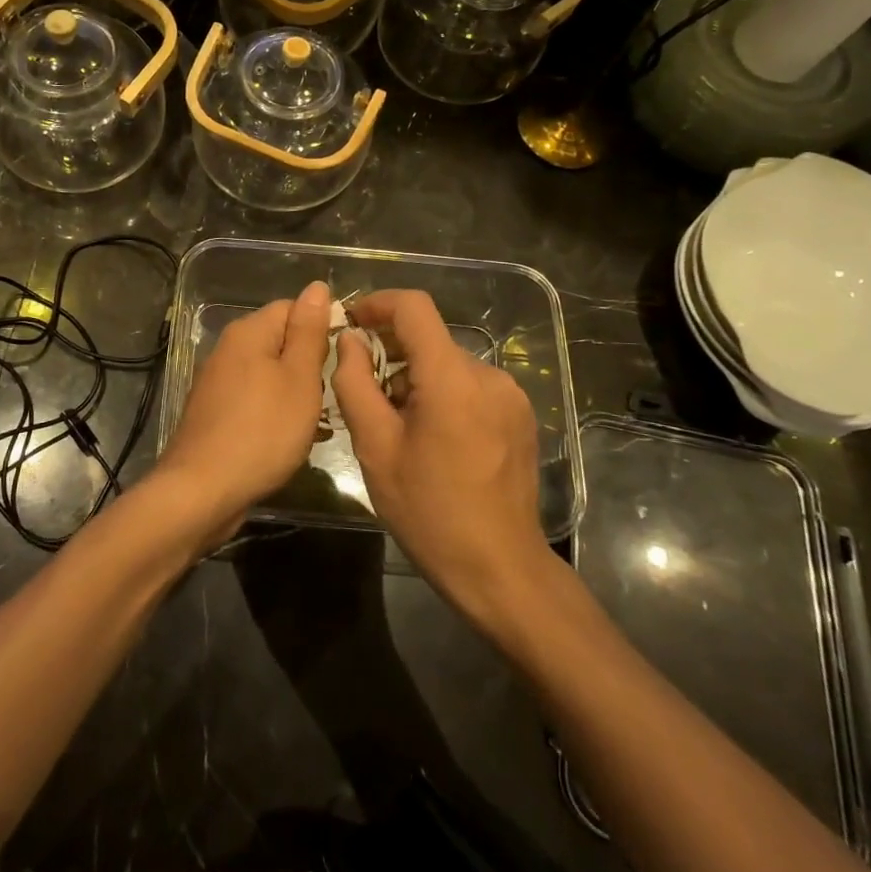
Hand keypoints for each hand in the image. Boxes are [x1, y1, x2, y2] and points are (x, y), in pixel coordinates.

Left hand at [154, 280, 330, 539]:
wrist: (202, 490)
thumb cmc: (262, 431)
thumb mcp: (299, 378)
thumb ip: (309, 332)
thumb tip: (316, 286)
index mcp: (248, 332)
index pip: (292, 307)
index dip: (321, 327)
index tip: (341, 360)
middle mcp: (228, 349)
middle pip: (280, 341)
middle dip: (309, 365)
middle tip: (329, 395)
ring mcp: (217, 382)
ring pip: (269, 374)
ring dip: (294, 393)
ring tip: (314, 422)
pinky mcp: (214, 412)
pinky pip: (254, 400)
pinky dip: (274, 414)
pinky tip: (287, 439)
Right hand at [332, 289, 557, 622]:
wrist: (499, 568)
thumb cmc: (428, 510)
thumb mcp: (375, 447)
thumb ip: (355, 384)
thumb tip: (350, 342)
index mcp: (452, 378)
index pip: (414, 307)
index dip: (378, 304)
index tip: (351, 322)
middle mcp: (489, 375)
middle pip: (430, 341)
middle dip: (392, 355)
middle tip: (365, 395)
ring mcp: (510, 395)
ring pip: (448, 366)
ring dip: (417, 381)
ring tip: (398, 428)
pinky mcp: (520, 416)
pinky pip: (471, 387)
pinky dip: (443, 396)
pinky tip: (433, 440)